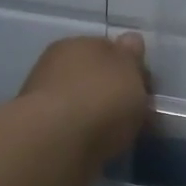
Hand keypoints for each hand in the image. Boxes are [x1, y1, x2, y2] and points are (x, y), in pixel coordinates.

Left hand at [19, 33, 150, 171]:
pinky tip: (99, 144)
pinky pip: (72, 126)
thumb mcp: (130, 70)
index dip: (130, 66)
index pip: (110, 48)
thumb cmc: (101, 98)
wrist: (56, 142)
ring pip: (81, 101)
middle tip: (135, 112)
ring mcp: (44, 97)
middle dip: (112, 90)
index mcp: (80, 43)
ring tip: (119, 133)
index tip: (146, 88)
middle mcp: (57, 63)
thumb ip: (132, 56)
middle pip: (94, 75)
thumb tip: (130, 41)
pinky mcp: (39, 129)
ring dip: (97, 113)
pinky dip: (85, 133)